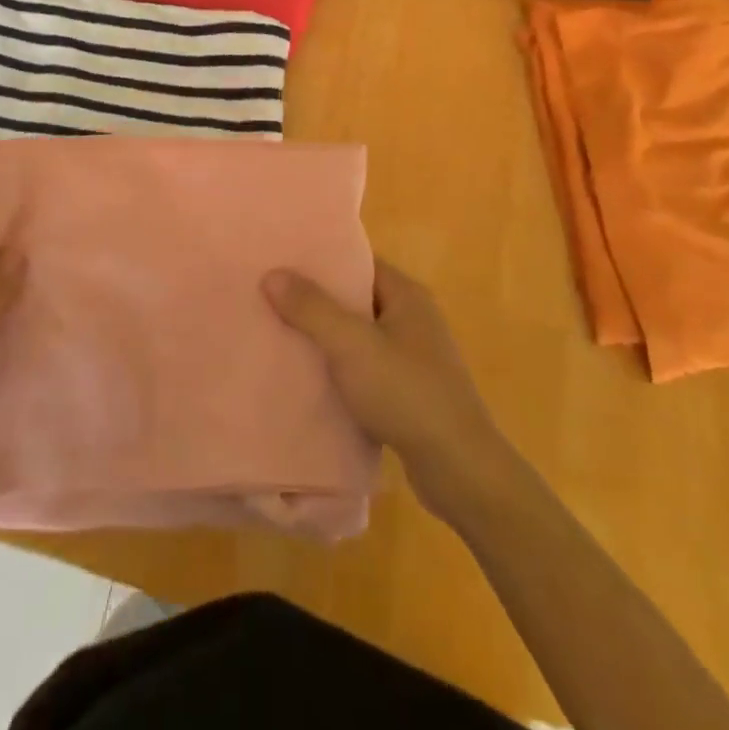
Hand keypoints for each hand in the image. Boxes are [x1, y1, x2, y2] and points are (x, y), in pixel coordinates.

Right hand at [263, 259, 520, 522]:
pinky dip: (340, 368)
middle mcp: (413, 318)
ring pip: (359, 336)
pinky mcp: (409, 392)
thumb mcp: (351, 345)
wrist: (459, 469)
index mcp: (406, 295)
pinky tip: (309, 377)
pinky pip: (365, 367)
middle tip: (270, 297)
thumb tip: (272, 273)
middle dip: (316, 300)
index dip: (320, 260)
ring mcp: (414, 357)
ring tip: (279, 334)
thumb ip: (311, 308)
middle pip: (356, 298)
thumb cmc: (406, 393)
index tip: (281, 261)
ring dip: (326, 337)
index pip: (357, 262)